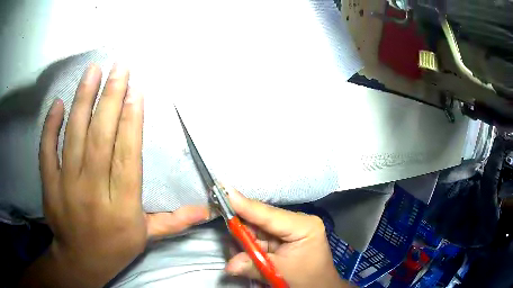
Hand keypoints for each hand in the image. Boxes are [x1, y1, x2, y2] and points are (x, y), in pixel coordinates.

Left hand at [22, 64, 207, 286]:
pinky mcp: (49, 188)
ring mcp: (67, 189)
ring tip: (93, 71)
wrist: (81, 261)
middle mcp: (94, 193)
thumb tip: (206, 210)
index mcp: (123, 207)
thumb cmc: (115, 247)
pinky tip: (58, 104)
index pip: (127, 156)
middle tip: (119, 67)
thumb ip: (173, 221)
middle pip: (100, 138)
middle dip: (111, 98)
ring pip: (74, 137)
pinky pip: (47, 152)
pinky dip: (51, 126)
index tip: (136, 90)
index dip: (132, 120)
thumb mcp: (146, 237)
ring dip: (83, 100)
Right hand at [225, 188, 351, 287]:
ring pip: (256, 227)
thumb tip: (229, 264)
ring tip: (244, 253)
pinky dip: (249, 245)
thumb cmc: (308, 279)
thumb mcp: (281, 273)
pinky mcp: (281, 236)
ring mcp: (288, 228)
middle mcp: (296, 222)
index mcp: (303, 226)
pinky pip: (258, 236)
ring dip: (244, 239)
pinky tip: (247, 254)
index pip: (269, 214)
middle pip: (260, 218)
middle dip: (240, 227)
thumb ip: (253, 266)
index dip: (245, 206)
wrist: (319, 286)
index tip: (225, 192)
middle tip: (224, 231)